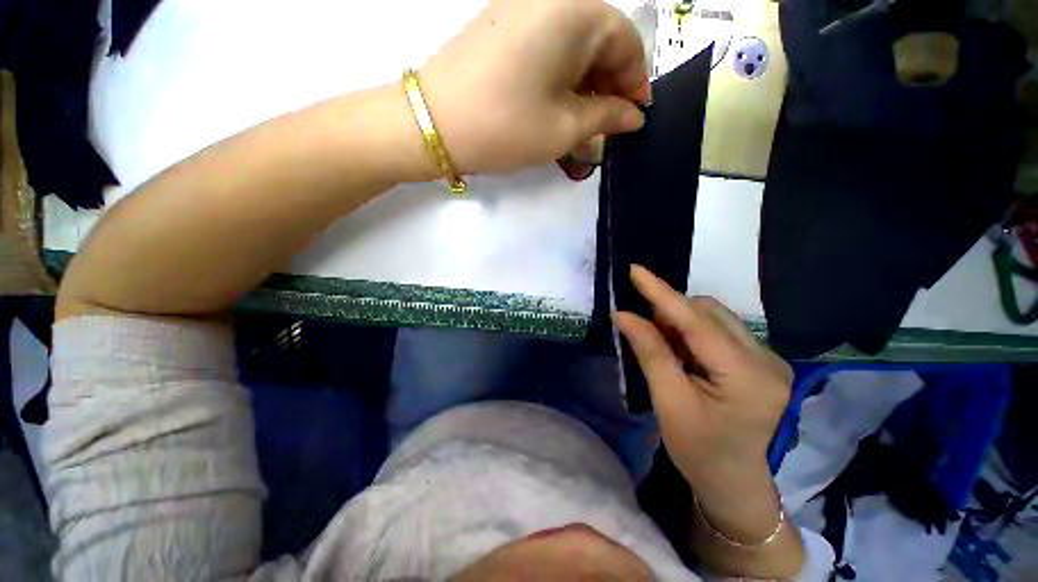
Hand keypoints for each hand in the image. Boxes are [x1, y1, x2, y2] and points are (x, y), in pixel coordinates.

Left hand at [419, 0, 650, 174]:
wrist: (432, 124)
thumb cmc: (506, 127)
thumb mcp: (565, 128)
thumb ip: (606, 118)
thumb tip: (632, 116)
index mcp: (577, 11)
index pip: (627, 43)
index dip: (635, 84)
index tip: (635, 119)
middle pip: (600, 41)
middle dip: (609, 87)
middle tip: (608, 128)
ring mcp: (522, 8)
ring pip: (573, 47)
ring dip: (585, 86)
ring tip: (584, 126)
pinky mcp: (502, 26)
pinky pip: (548, 48)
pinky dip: (561, 79)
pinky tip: (558, 108)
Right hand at [614, 266, 792, 540]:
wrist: (736, 484)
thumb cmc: (699, 451)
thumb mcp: (669, 403)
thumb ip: (650, 352)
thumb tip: (625, 315)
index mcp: (745, 375)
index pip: (696, 321)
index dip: (662, 293)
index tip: (636, 270)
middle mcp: (766, 359)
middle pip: (709, 312)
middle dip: (672, 314)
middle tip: (649, 334)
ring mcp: (768, 359)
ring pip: (715, 318)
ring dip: (682, 323)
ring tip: (668, 350)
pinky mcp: (762, 362)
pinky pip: (721, 331)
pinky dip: (695, 334)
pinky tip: (686, 356)